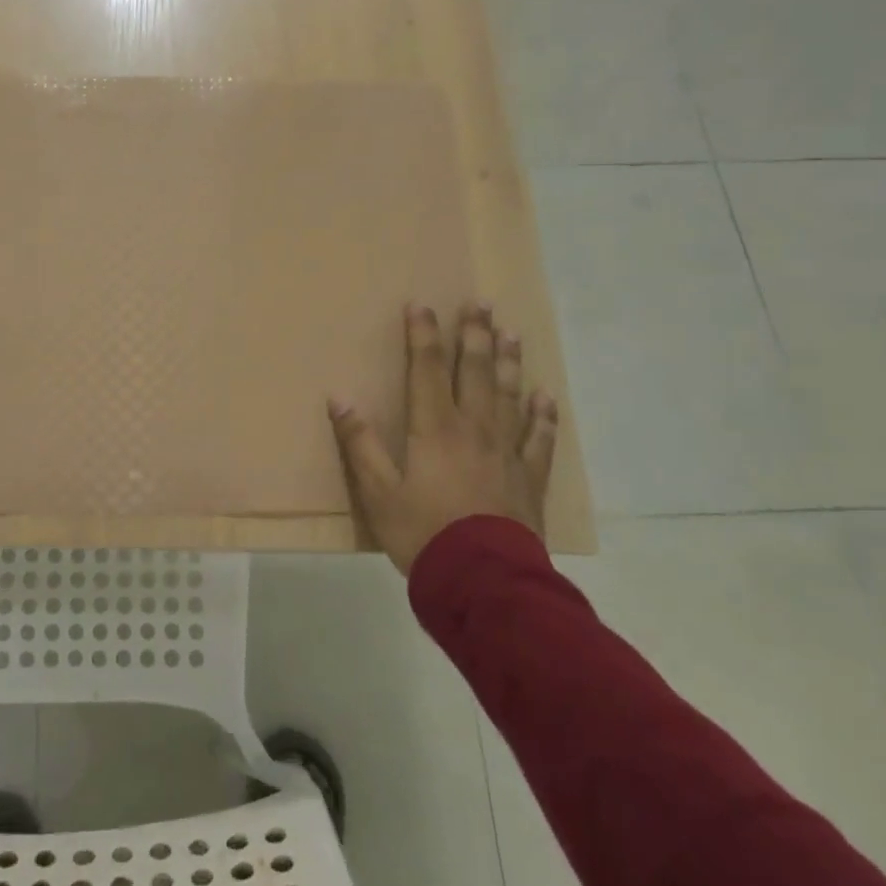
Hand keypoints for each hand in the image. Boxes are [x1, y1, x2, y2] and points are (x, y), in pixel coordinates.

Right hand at [329, 302, 557, 573]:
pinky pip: (539, 440)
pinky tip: (545, 398)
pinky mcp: (528, 479)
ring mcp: (506, 452)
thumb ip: (360, 444)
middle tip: (480, 303)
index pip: (426, 369)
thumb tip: (339, 399)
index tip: (422, 305)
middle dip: (474, 335)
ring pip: (509, 396)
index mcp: (435, 429)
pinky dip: (543, 417)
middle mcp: (474, 429)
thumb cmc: (423, 533)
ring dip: (509, 362)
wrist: (483, 582)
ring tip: (511, 333)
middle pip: (475, 372)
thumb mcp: (377, 492)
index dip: (423, 335)